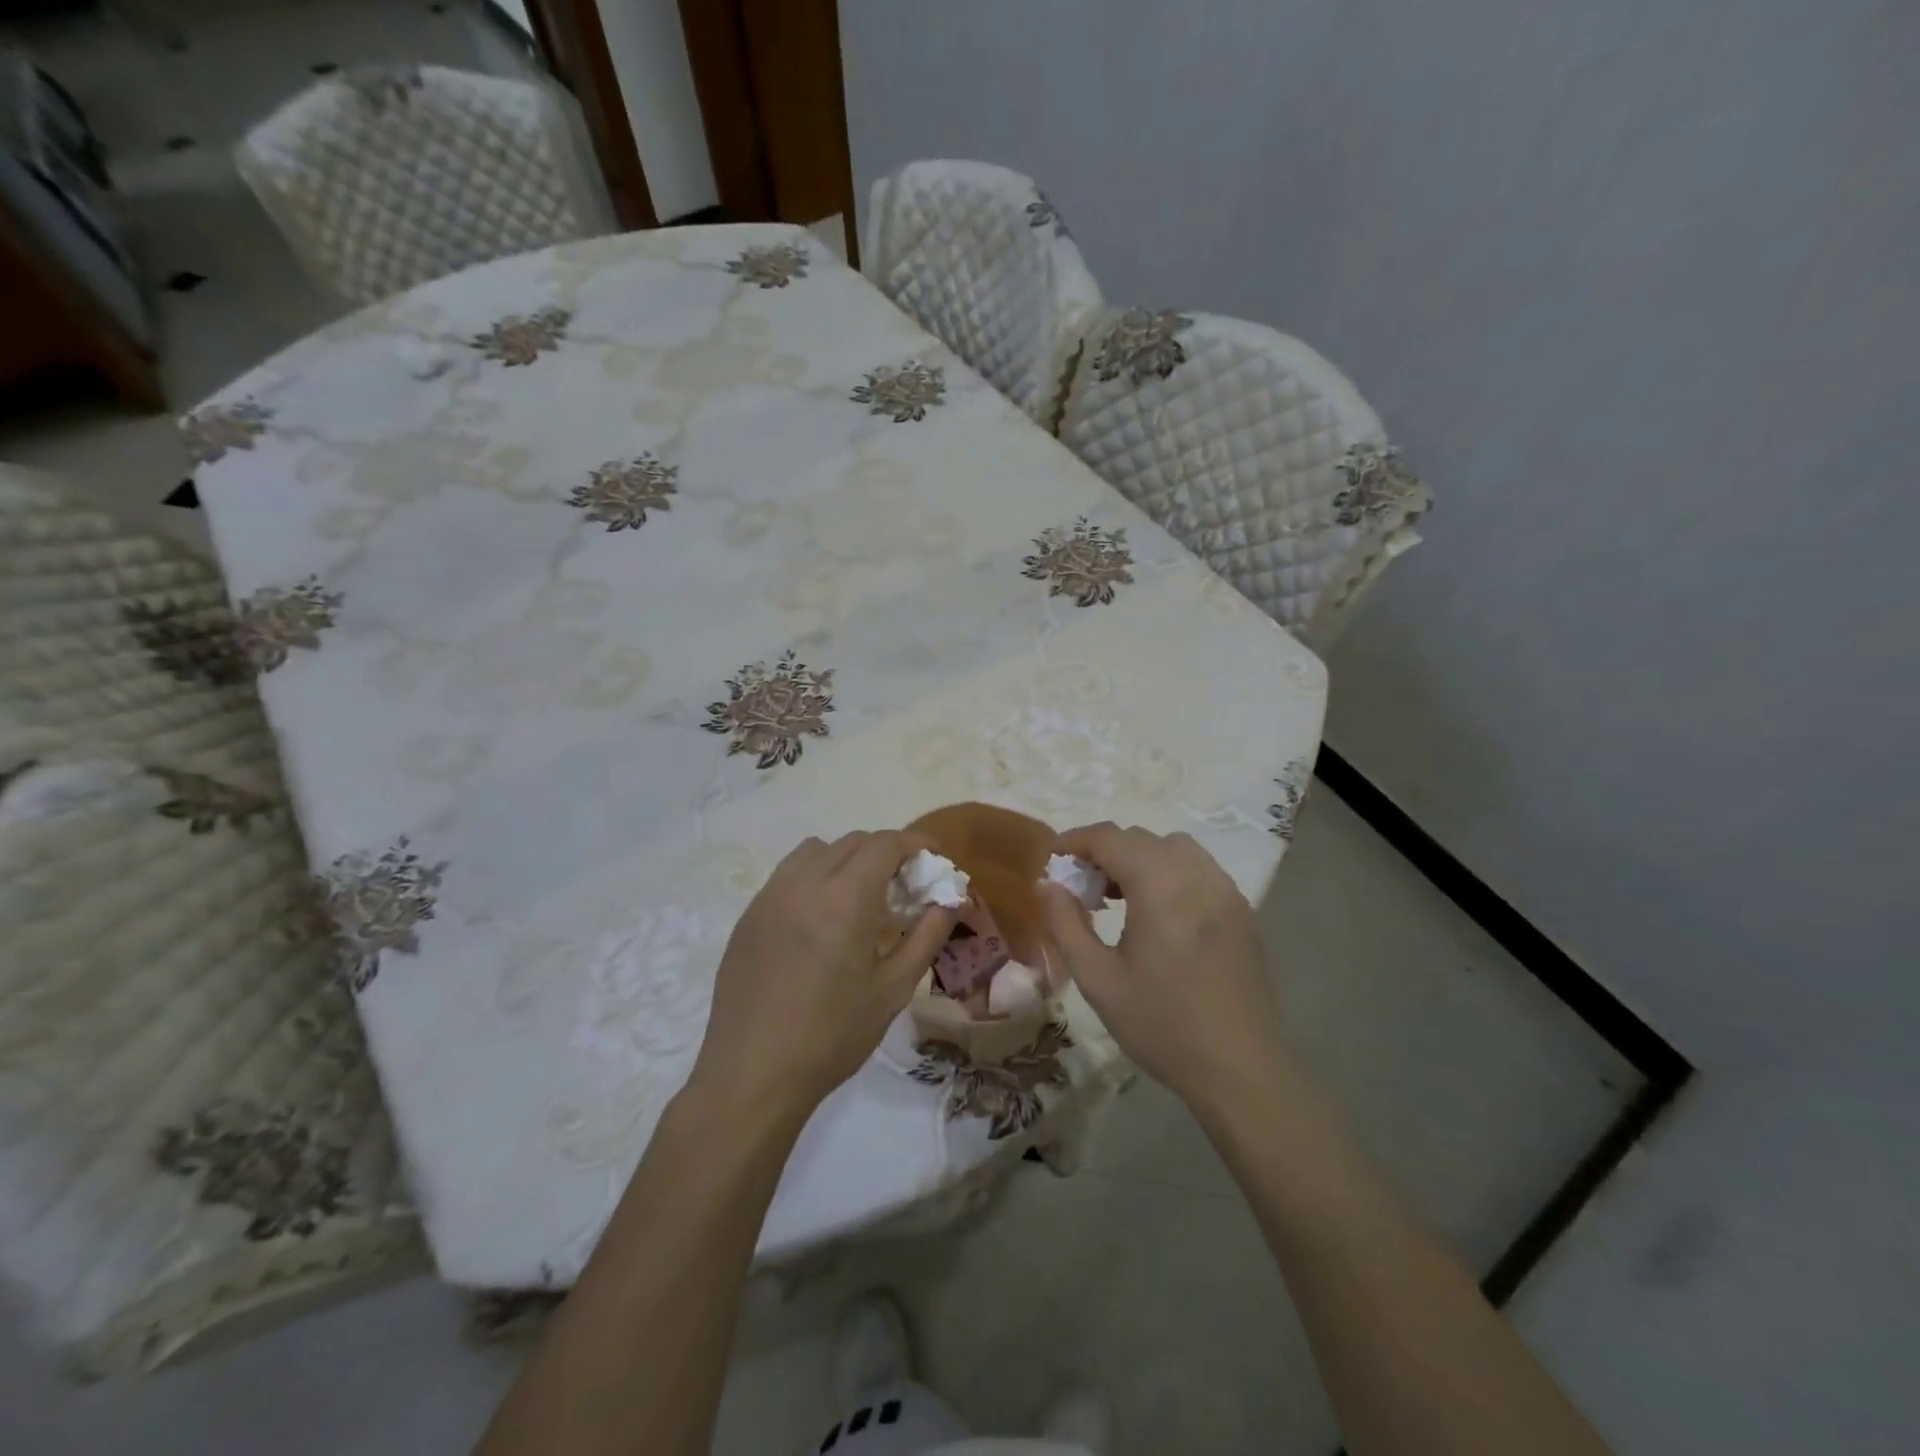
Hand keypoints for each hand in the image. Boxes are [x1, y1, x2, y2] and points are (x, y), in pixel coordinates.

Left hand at [688, 831, 953, 1119]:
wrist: (752, 1076)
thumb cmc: (832, 1035)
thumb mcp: (893, 989)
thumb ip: (926, 936)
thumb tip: (950, 900)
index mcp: (844, 898)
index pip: (884, 844)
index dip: (915, 843)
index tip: (934, 859)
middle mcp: (803, 883)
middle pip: (852, 841)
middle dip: (885, 851)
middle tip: (903, 885)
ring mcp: (770, 896)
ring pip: (815, 850)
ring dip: (846, 858)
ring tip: (860, 897)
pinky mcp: (749, 915)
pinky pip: (788, 874)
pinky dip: (815, 876)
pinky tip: (821, 920)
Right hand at [1038, 823, 1287, 1111]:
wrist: (1241, 1069)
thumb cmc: (1162, 1024)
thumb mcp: (1098, 979)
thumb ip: (1065, 924)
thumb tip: (1047, 885)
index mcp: (1160, 884)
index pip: (1109, 838)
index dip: (1074, 841)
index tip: (1050, 859)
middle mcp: (1196, 873)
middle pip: (1140, 839)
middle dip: (1103, 852)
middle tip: (1079, 888)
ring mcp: (1225, 889)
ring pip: (1172, 848)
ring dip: (1138, 858)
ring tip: (1118, 896)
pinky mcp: (1240, 909)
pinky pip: (1197, 869)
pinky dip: (1168, 872)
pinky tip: (1157, 913)